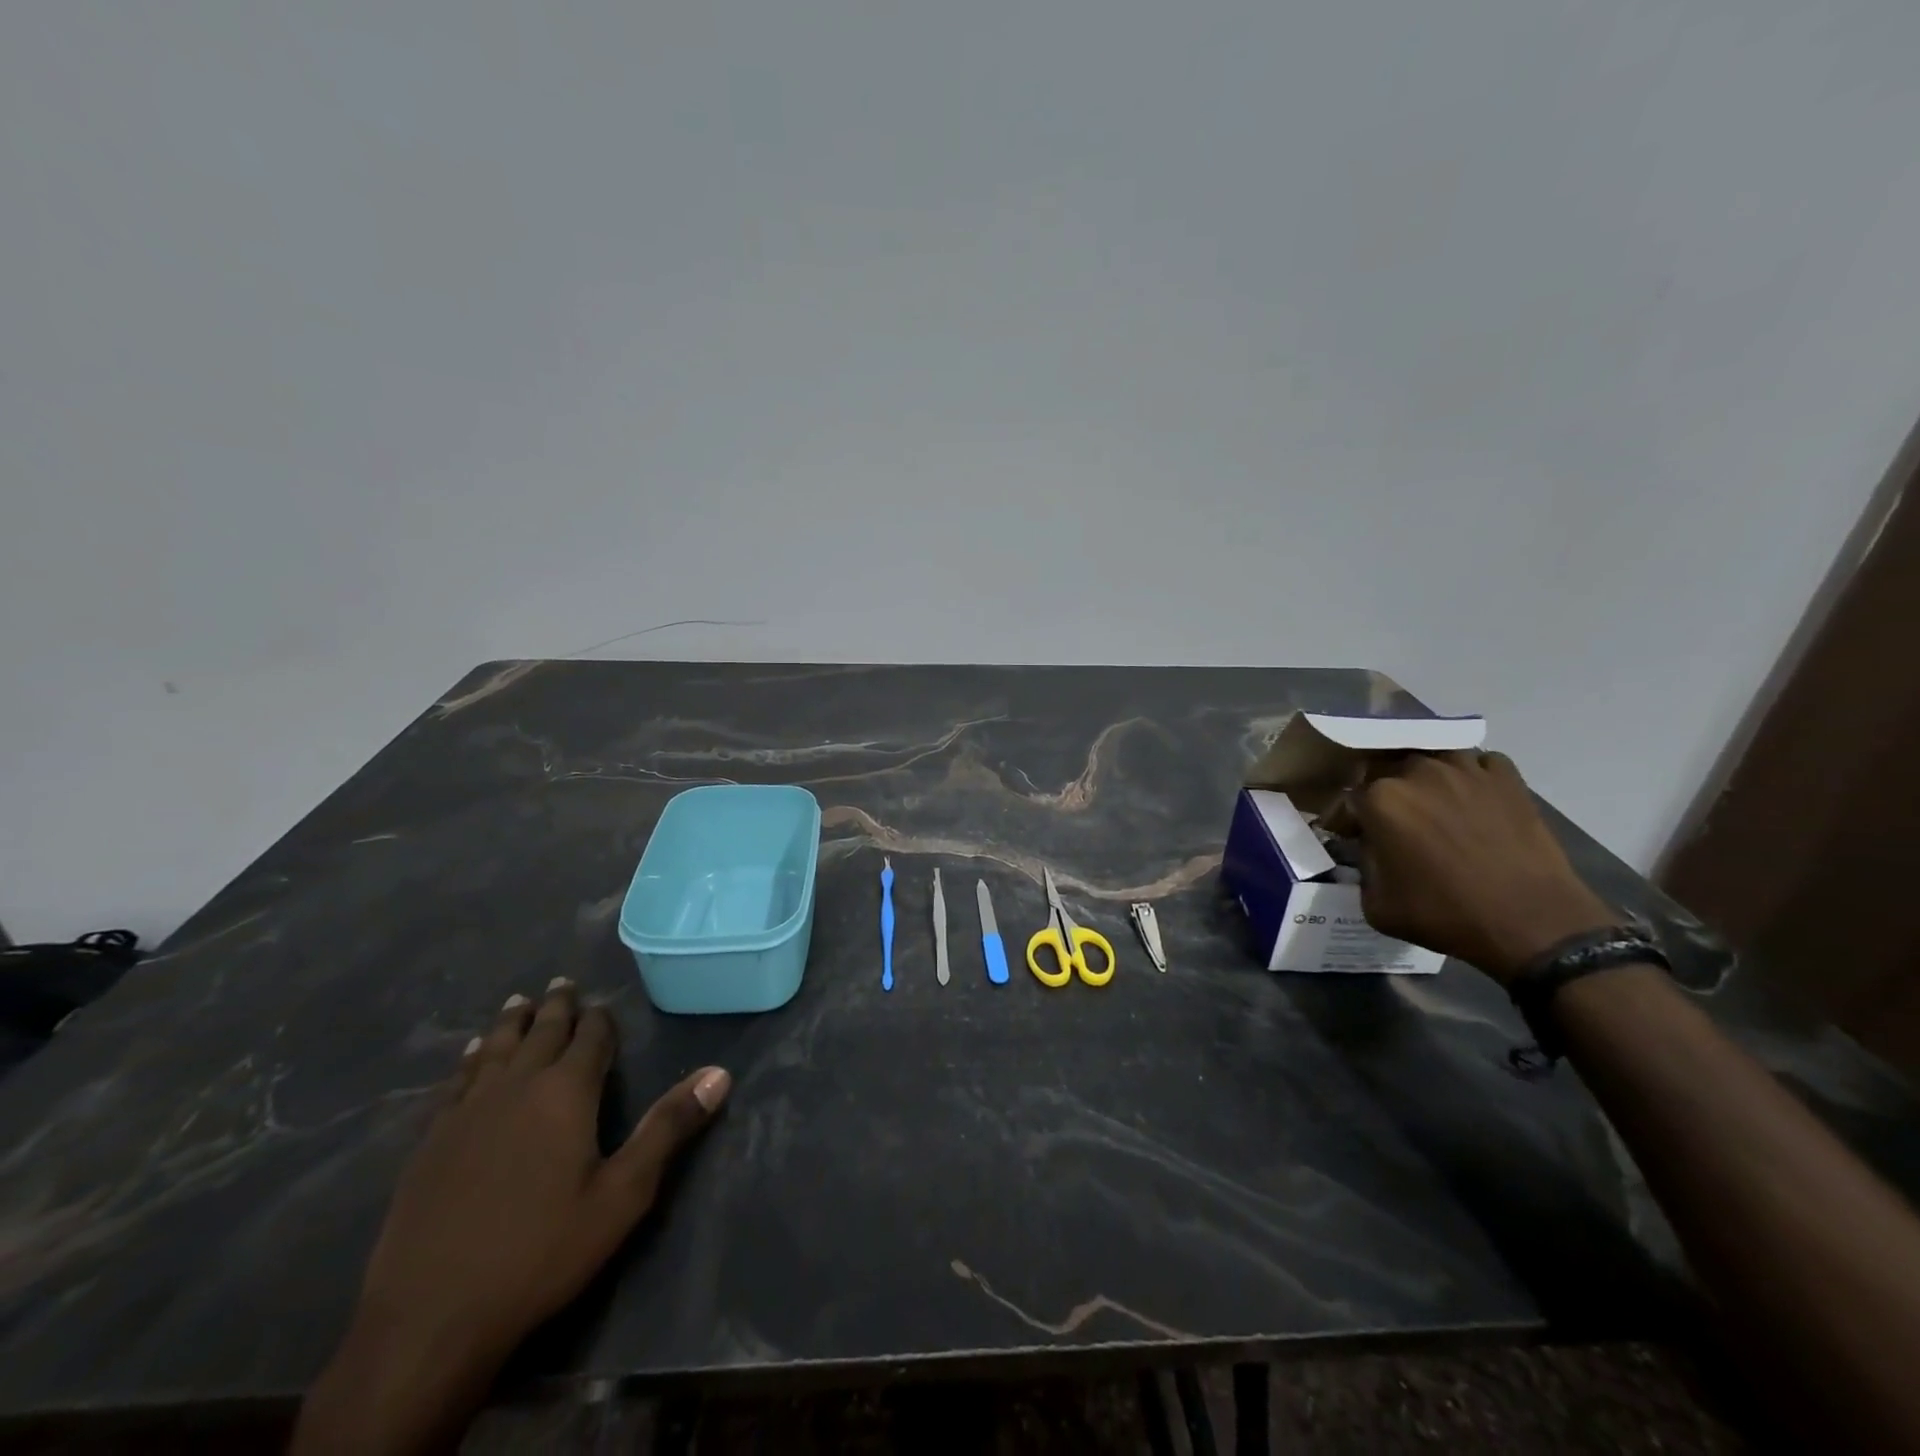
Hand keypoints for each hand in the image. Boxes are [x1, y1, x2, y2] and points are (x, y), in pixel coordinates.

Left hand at [291, 981, 729, 1455]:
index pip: (590, 1038)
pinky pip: (457, 1081)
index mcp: (566, 1092)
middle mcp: (517, 1086)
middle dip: (555, 1007)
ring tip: (519, 1002)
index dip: (600, 1019)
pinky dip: (471, 1059)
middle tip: (561, 982)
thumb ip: (669, 1127)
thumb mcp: (623, 1194)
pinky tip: (472, 1055)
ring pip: (496, 1048)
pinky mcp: (430, 1141)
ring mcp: (467, 1111)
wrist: (429, 1320)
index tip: (604, 1004)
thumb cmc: (541, 1251)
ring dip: (511, 1023)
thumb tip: (719, 1073)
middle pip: (540, 1032)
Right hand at [1352, 751, 1617, 984]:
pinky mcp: (1507, 778)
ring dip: (1426, 780)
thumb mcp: (1377, 904)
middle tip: (1394, 823)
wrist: (1532, 923)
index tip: (1353, 838)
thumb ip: (1362, 866)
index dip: (1348, 821)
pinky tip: (1473, 799)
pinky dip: (1471, 776)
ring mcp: (1465, 769)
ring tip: (1434, 805)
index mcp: (1380, 799)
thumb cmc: (1446, 914)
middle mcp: (1416, 772)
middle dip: (1384, 795)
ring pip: (1432, 760)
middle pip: (1387, 772)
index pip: (1348, 800)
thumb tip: (1367, 849)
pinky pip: (1478, 763)